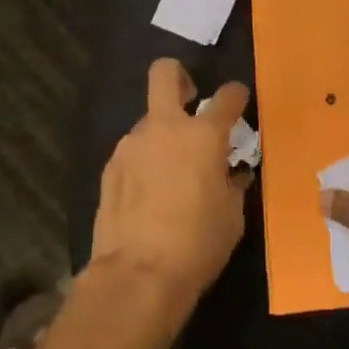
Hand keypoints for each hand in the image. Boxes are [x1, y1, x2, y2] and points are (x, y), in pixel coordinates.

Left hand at [91, 58, 251, 316]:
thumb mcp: (232, 215)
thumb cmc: (198, 243)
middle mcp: (165, 127)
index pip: (227, 97)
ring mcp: (132, 144)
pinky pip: (133, 152)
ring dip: (162, 135)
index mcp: (203, 135)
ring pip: (149, 121)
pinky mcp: (110, 167)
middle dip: (179, 76)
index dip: (236, 95)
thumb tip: (231, 173)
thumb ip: (232, 183)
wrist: (138, 274)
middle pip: (165, 73)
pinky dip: (144, 162)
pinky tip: (149, 193)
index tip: (238, 100)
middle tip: (191, 101)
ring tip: (170, 172)